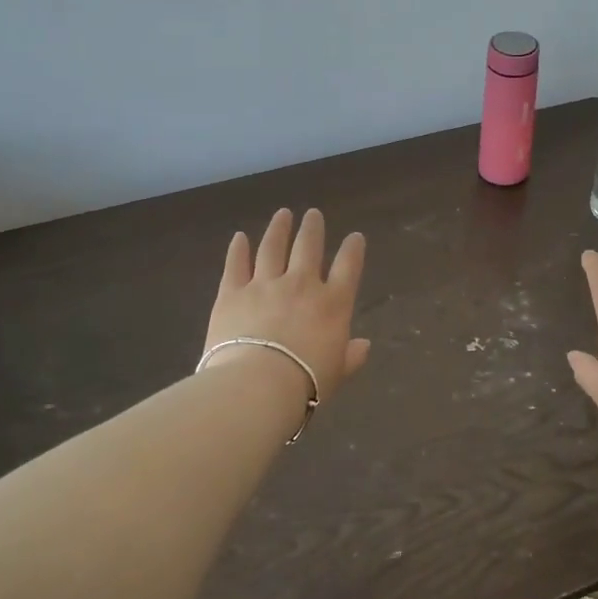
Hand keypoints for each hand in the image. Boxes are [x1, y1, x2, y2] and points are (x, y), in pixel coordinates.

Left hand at [205, 208, 370, 403]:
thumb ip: (351, 356)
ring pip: (272, 248)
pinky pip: (236, 265)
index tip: (355, 236)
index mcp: (333, 303)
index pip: (348, 266)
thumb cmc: (306, 383)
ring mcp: (265, 285)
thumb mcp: (338, 372)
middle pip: (308, 247)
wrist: (258, 384)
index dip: (353, 249)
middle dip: (312, 228)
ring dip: (278, 229)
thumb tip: (364, 345)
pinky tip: (239, 237)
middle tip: (313, 214)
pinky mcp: (232, 293)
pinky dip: (237, 249)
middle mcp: (302, 285)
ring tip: (283, 214)